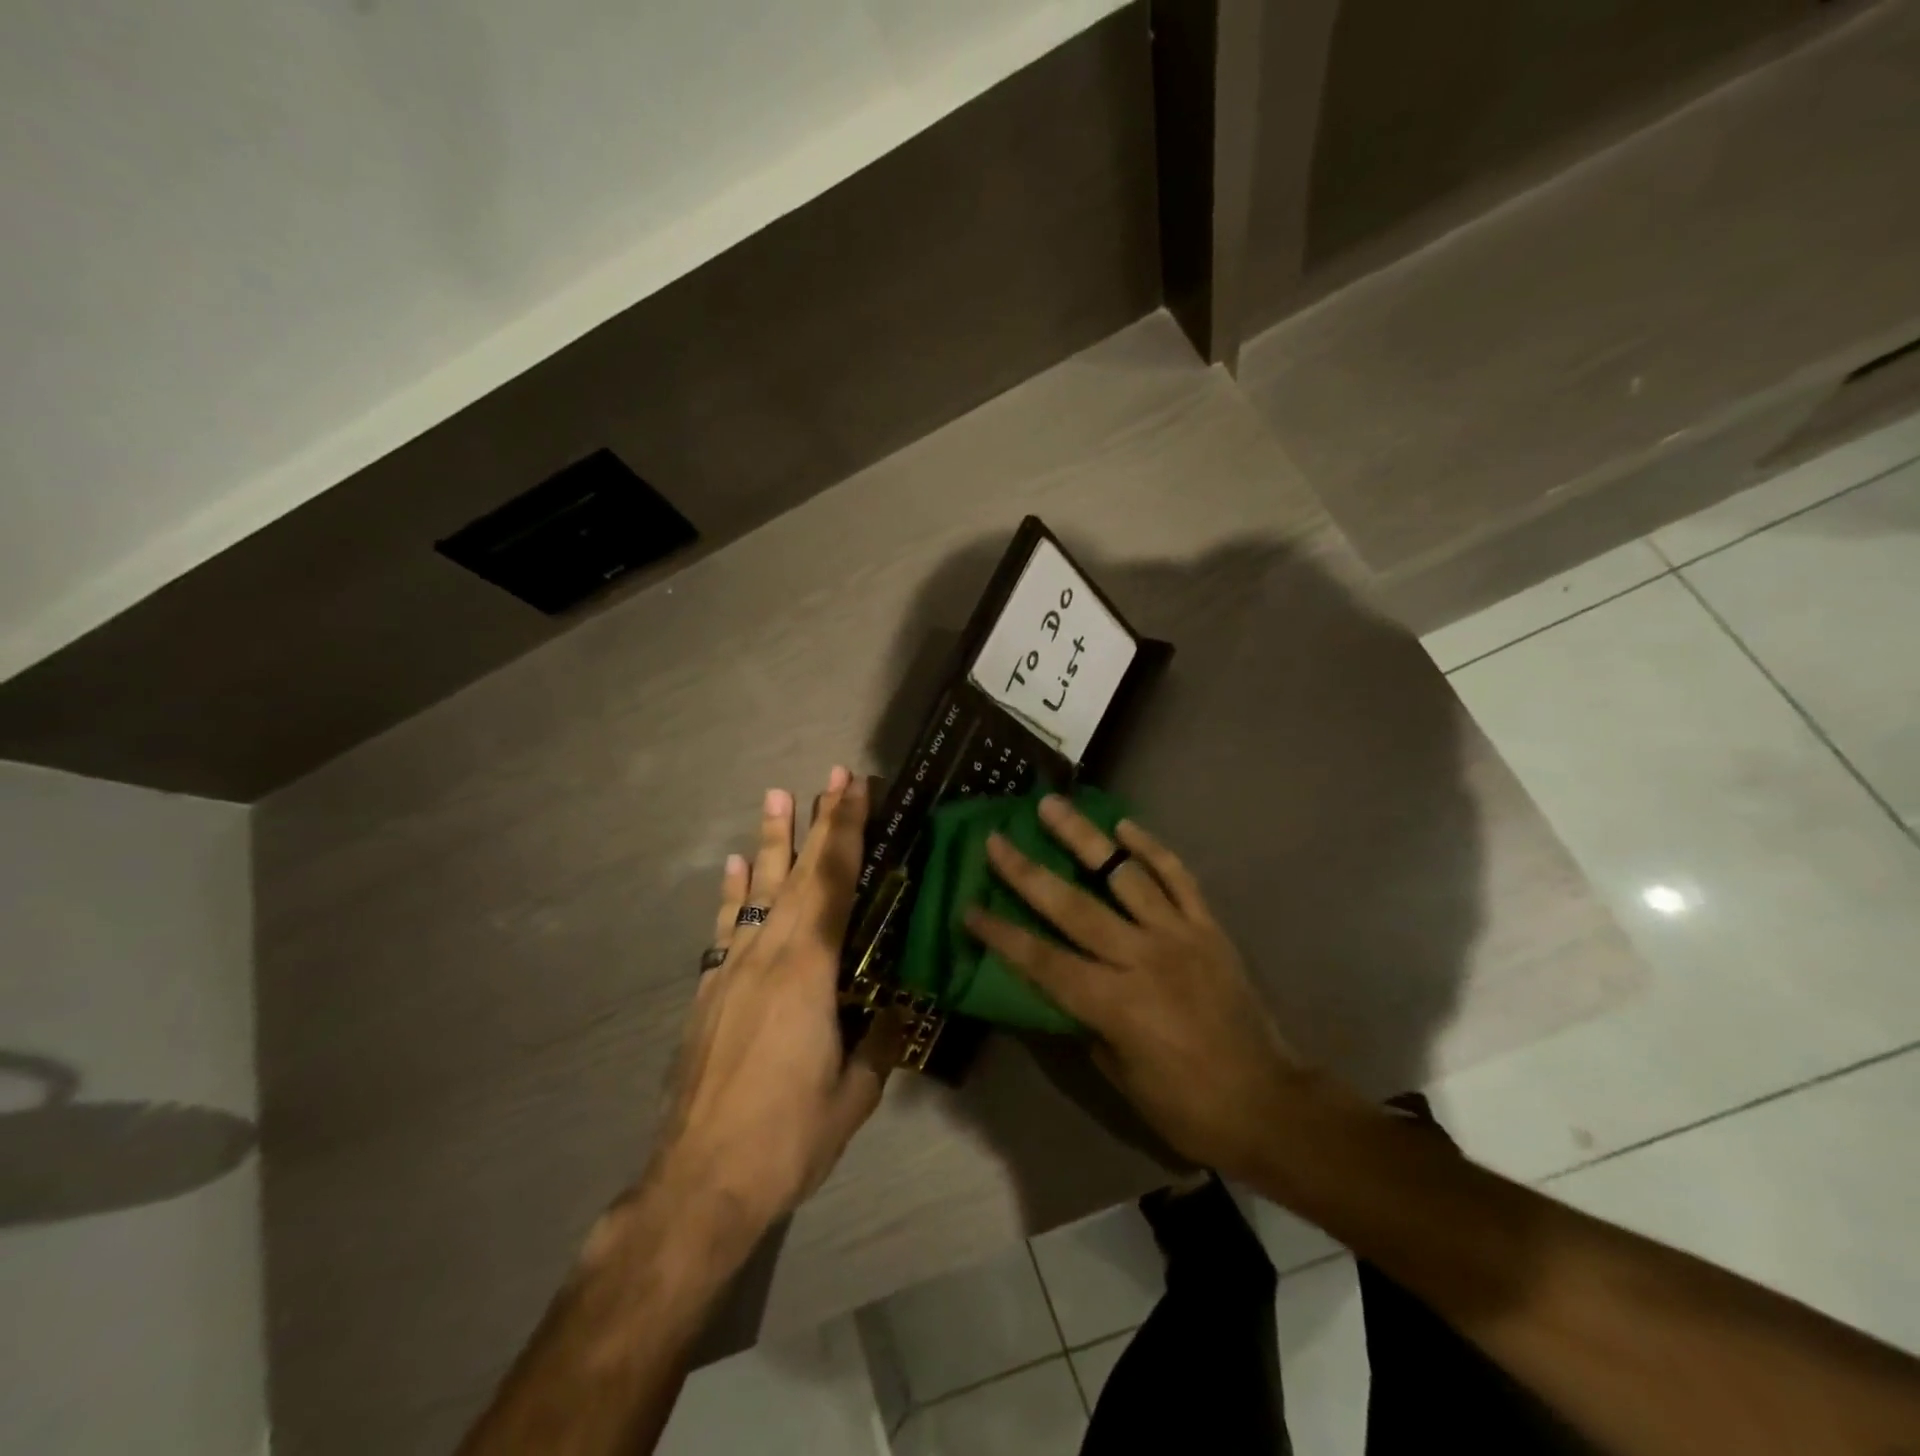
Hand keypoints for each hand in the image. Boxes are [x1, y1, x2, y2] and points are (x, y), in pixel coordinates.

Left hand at [646, 768, 898, 1240]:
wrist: (697, 1184)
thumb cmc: (786, 1138)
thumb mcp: (853, 1097)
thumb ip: (878, 1044)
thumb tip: (898, 1011)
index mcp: (809, 970)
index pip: (835, 883)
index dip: (847, 831)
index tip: (855, 787)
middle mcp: (769, 955)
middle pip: (799, 874)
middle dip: (819, 821)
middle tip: (831, 775)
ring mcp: (733, 970)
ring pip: (759, 891)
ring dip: (772, 842)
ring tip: (776, 797)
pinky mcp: (710, 992)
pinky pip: (728, 927)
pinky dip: (735, 893)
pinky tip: (737, 869)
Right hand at [964, 794, 1309, 1179]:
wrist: (1268, 1104)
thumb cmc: (1185, 1107)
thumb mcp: (1119, 1074)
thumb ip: (1084, 1020)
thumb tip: (1060, 982)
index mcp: (1114, 1004)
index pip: (1043, 961)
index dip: (1002, 935)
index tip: (969, 908)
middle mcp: (1142, 959)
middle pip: (1073, 906)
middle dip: (1028, 871)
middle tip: (997, 838)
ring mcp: (1178, 936)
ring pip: (1123, 875)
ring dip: (1084, 838)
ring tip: (1054, 806)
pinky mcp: (1208, 927)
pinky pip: (1177, 877)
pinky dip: (1151, 848)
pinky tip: (1124, 825)